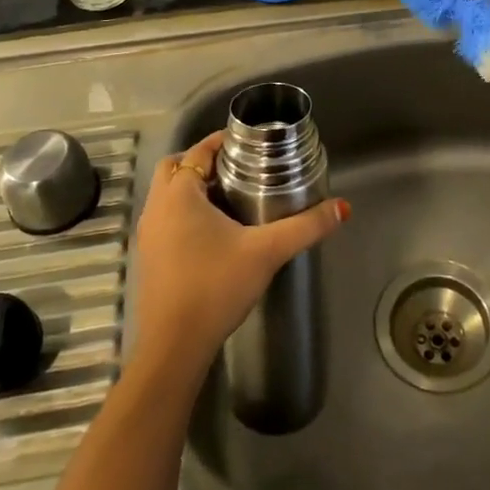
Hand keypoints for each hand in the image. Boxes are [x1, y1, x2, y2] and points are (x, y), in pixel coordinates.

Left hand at [132, 132, 349, 375]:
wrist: (174, 347)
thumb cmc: (216, 287)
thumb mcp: (267, 252)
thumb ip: (305, 227)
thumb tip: (341, 208)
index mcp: (179, 194)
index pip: (198, 150)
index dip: (222, 142)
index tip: (250, 144)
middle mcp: (157, 207)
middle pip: (175, 167)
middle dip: (204, 162)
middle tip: (238, 169)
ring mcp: (148, 234)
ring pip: (167, 194)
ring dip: (193, 188)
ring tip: (231, 197)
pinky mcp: (148, 258)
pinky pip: (165, 219)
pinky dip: (185, 213)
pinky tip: (213, 233)